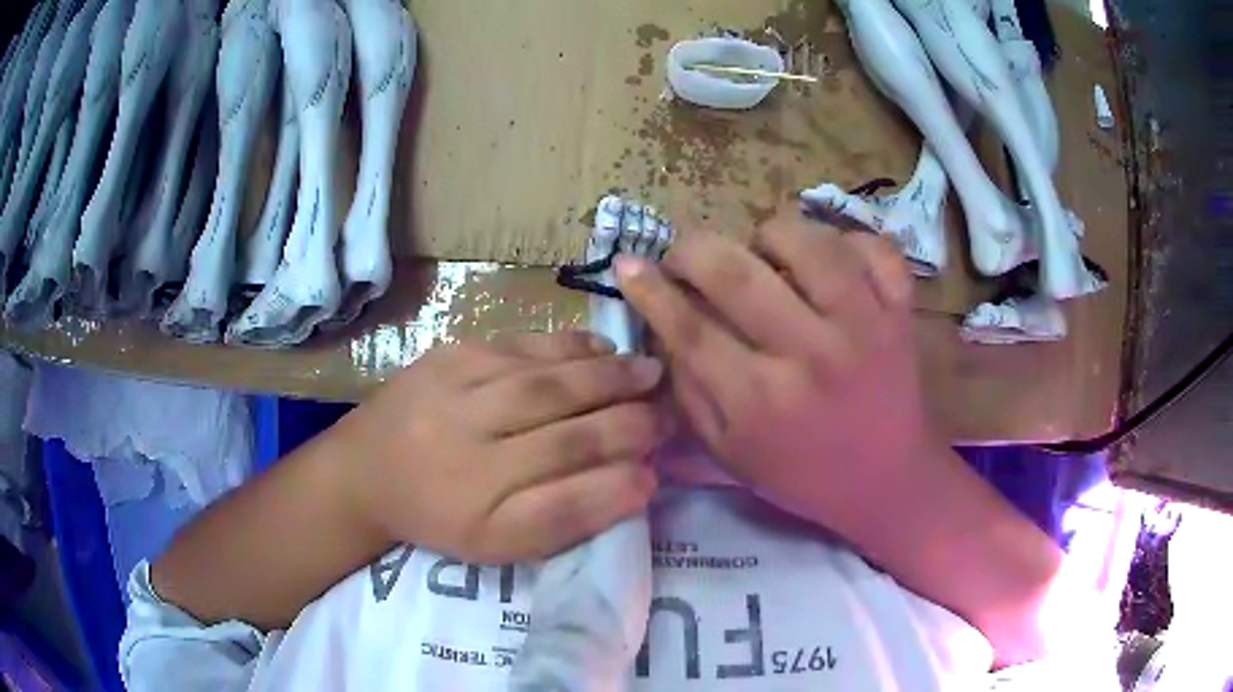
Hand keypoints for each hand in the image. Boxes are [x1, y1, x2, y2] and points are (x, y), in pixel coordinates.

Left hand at [330, 332, 668, 563]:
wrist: (367, 469)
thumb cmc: (439, 515)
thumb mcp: (499, 542)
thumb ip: (568, 517)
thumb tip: (638, 482)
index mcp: (478, 500)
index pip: (568, 484)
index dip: (623, 467)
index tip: (663, 457)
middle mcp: (466, 440)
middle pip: (561, 421)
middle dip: (626, 412)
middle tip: (668, 405)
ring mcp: (455, 388)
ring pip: (545, 377)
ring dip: (605, 373)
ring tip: (647, 370)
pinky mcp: (450, 353)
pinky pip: (519, 345)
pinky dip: (567, 346)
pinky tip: (600, 348)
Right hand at [619, 210, 946, 539]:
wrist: (887, 481)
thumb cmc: (802, 474)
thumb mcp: (729, 452)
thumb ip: (690, 390)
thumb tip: (660, 323)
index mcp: (760, 401)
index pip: (689, 328)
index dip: (650, 289)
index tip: (629, 266)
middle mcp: (811, 355)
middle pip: (735, 271)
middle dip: (692, 249)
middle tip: (688, 257)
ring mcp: (864, 325)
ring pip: (804, 240)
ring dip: (769, 236)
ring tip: (764, 257)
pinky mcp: (899, 311)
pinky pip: (872, 246)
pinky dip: (846, 240)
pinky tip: (829, 262)